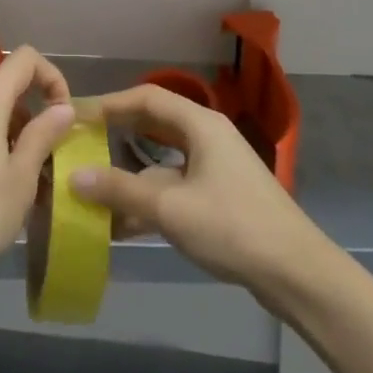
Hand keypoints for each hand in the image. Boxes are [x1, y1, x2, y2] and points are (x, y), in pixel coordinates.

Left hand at [0, 45, 74, 293]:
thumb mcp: (22, 177)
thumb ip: (44, 135)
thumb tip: (63, 107)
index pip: (23, 59)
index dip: (51, 76)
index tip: (63, 114)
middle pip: (4, 89)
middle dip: (33, 114)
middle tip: (50, 157)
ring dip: (13, 135)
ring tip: (29, 180)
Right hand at [71, 85, 326, 304]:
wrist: (297, 274)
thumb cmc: (233, 227)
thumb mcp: (170, 208)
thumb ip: (120, 190)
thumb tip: (74, 175)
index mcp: (200, 124)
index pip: (146, 97)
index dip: (109, 103)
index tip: (77, 116)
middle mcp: (208, 136)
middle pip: (154, 123)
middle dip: (117, 133)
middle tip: (81, 144)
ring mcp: (216, 166)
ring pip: (163, 157)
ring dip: (131, 170)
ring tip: (95, 182)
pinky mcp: (220, 195)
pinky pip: (174, 183)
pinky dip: (149, 195)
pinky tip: (123, 221)